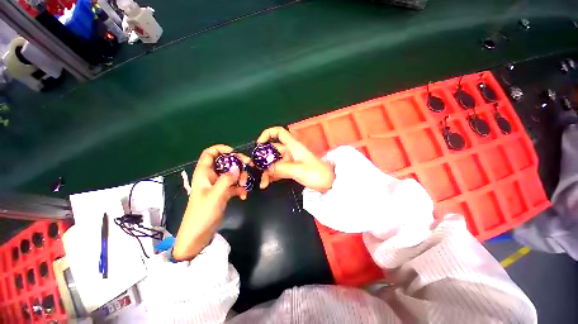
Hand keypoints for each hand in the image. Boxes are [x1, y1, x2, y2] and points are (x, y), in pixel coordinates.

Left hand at [173, 145, 249, 260]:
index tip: (234, 153)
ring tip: (244, 186)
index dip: (221, 149)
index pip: (209, 154)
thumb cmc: (202, 213)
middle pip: (225, 163)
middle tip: (249, 166)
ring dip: (240, 178)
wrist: (198, 235)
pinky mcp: (223, 193)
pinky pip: (234, 186)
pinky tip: (243, 196)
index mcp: (204, 173)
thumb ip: (226, 180)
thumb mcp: (215, 195)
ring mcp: (218, 185)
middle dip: (238, 164)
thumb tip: (237, 167)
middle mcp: (211, 177)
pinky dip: (240, 189)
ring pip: (232, 174)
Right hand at [257, 127, 334, 192]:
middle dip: (263, 159)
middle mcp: (290, 151)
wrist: (329, 183)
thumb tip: (266, 168)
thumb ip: (281, 168)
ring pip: (274, 161)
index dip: (267, 134)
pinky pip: (278, 169)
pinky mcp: (291, 169)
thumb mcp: (298, 171)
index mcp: (293, 146)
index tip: (259, 144)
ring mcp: (290, 160)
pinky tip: (267, 183)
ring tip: (262, 182)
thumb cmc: (316, 174)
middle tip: (255, 169)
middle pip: (273, 150)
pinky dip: (272, 175)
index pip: (279, 132)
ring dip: (267, 170)